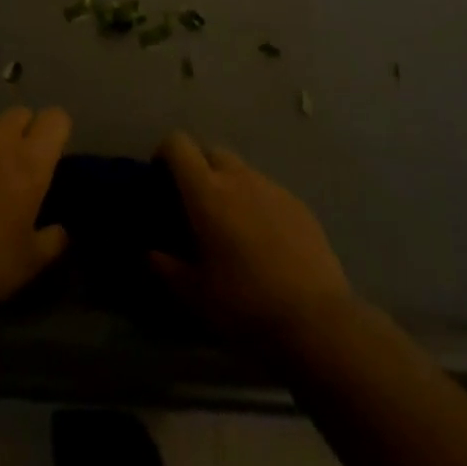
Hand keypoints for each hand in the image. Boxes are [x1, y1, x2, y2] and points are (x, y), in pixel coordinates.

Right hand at [151, 131, 352, 349]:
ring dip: (229, 186)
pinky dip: (257, 203)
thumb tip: (151, 253)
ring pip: (242, 171)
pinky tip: (264, 241)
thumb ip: (167, 267)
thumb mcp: (194, 295)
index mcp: (206, 192)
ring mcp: (272, 188)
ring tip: (231, 227)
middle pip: (211, 151)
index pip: (178, 145)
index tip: (161, 180)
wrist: (315, 320)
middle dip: (198, 169)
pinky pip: (267, 191)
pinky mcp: (298, 204)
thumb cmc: (243, 305)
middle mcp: (239, 178)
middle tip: (195, 206)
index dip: (165, 154)